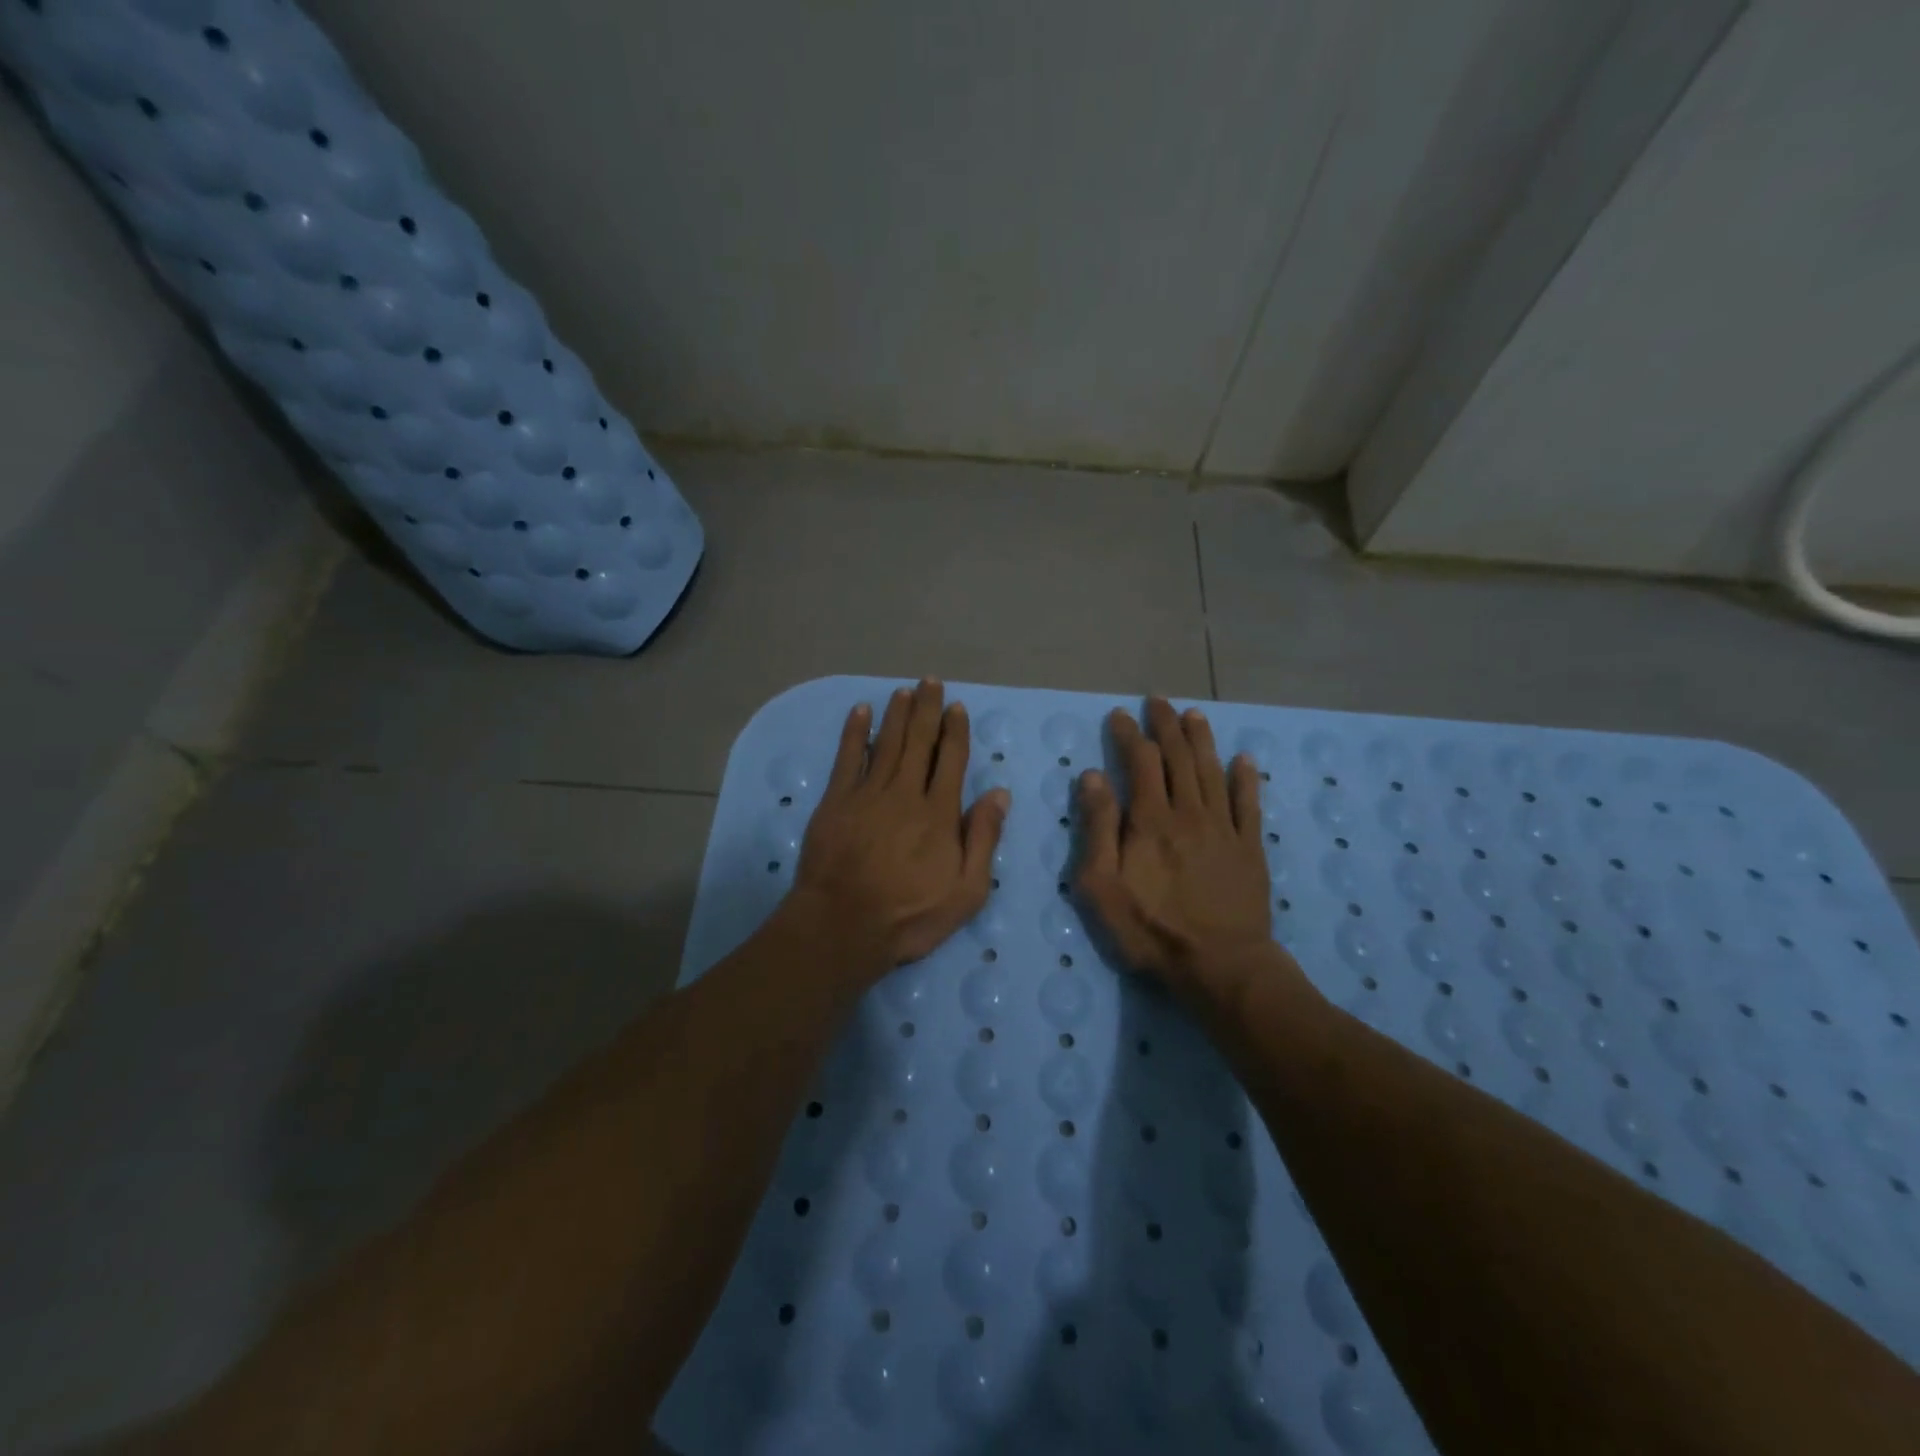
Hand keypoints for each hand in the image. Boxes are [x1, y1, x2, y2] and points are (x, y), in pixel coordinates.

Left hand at [791, 679, 1009, 977]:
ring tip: (903, 690)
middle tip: (930, 682)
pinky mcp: (836, 801)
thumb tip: (999, 793)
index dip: (955, 731)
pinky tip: (860, 712)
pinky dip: (854, 733)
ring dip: (896, 714)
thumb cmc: (909, 915)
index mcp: (939, 813)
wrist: (842, 926)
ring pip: (886, 743)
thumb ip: (983, 839)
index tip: (957, 707)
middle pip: (918, 742)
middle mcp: (905, 793)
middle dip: (926, 710)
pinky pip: (847, 758)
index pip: (951, 760)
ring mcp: (867, 794)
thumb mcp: (966, 891)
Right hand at [1075, 698, 1291, 996]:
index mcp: (1150, 819)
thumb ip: (1097, 827)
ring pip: (1212, 771)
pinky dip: (1246, 779)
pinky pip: (1249, 804)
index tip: (1120, 715)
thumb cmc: (1150, 929)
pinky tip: (1244, 760)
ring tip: (1194, 715)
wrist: (1220, 965)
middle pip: (1179, 757)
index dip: (1130, 735)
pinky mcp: (1249, 848)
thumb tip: (1092, 776)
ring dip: (1202, 740)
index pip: (1141, 762)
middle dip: (1166, 725)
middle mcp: (1189, 812)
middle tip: (1158, 701)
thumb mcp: (1101, 885)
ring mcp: (1224, 828)